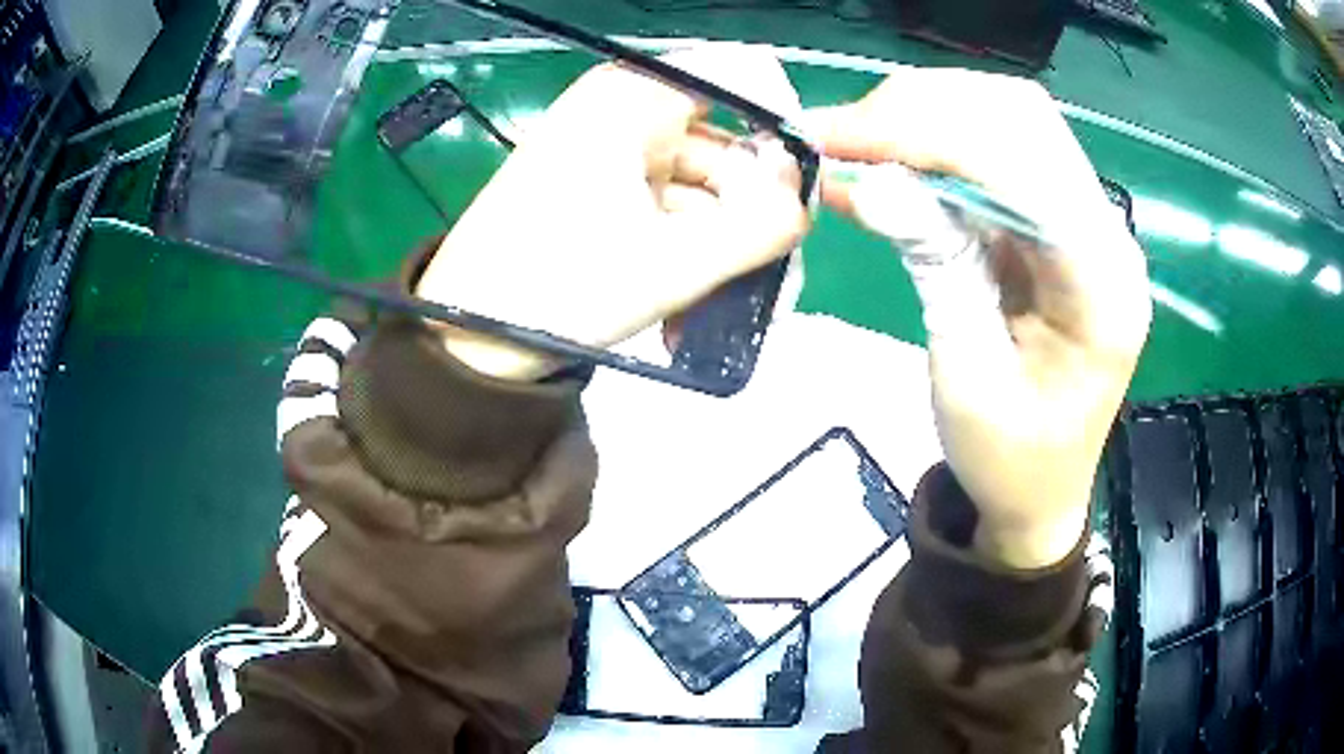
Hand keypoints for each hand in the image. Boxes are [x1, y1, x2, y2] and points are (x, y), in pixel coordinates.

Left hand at [415, 45, 808, 380]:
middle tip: (773, 281)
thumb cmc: (556, 289)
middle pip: (729, 141)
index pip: (741, 72)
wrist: (467, 341)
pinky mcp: (605, 192)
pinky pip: (672, 211)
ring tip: (723, 312)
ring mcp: (614, 153)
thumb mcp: (674, 263)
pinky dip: (689, 256)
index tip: (793, 190)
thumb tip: (803, 200)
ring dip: (725, 251)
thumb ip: (763, 226)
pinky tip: (687, 312)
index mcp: (634, 98)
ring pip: (705, 187)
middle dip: (756, 216)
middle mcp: (626, 112)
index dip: (783, 122)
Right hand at [804, 69, 1151, 568]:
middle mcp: (1106, 234)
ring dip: (926, 116)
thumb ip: (933, 265)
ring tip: (855, 141)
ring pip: (1008, 121)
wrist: (1041, 493)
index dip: (928, 134)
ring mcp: (1084, 222)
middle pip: (1023, 118)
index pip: (1023, 166)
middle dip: (924, 107)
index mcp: (1103, 286)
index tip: (837, 136)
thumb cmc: (1010, 461)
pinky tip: (884, 160)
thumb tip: (869, 180)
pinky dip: (934, 145)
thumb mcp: (966, 377)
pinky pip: (996, 155)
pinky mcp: (1054, 224)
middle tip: (840, 131)